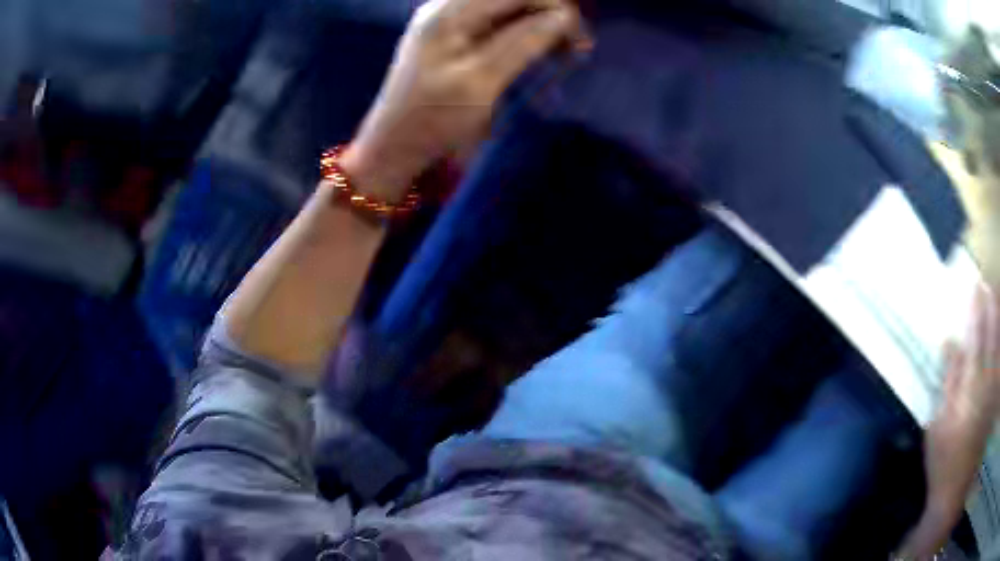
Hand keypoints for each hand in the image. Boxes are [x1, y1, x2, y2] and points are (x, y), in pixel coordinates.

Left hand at [340, 0, 587, 200]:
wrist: (394, 149)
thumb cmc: (433, 120)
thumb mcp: (481, 81)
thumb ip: (523, 43)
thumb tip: (565, 16)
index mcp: (449, 12)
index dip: (553, 6)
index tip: (580, 38)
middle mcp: (449, 8)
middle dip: (549, 15)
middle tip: (575, 49)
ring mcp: (451, 24)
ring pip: (509, 10)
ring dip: (540, 26)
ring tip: (563, 55)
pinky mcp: (456, 40)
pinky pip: (499, 26)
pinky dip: (525, 37)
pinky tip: (540, 55)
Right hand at [898, 283, 999, 558]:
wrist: (955, 501)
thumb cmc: (946, 467)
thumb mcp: (939, 429)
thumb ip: (948, 382)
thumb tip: (950, 340)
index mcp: (972, 386)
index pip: (977, 333)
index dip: (977, 306)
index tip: (976, 284)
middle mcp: (989, 381)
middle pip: (995, 331)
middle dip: (993, 304)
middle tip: (991, 285)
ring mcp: (997, 391)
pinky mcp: (998, 402)